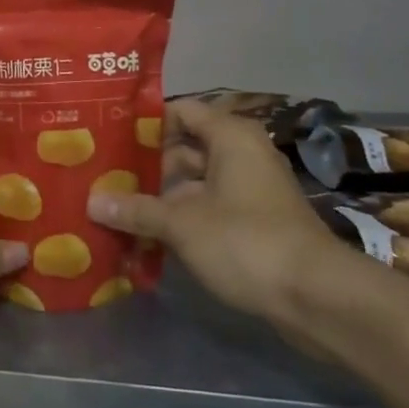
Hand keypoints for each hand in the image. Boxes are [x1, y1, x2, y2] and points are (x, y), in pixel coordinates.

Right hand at [87, 98, 342, 322]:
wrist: (316, 296)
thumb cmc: (246, 241)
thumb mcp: (182, 224)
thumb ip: (136, 210)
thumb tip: (92, 202)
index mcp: (230, 137)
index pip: (181, 111)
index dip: (146, 122)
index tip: (109, 136)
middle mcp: (243, 154)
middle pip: (186, 148)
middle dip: (147, 164)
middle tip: (105, 177)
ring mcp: (251, 190)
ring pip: (196, 182)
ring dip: (162, 196)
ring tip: (118, 208)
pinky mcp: (255, 222)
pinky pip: (210, 208)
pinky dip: (183, 217)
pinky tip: (148, 237)